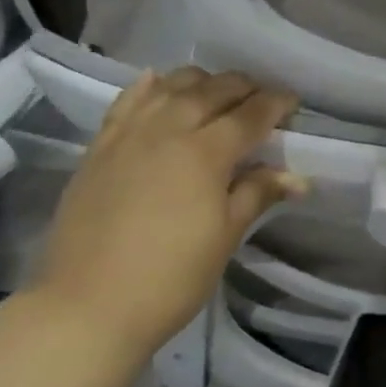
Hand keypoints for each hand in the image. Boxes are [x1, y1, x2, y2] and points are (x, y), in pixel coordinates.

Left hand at [28, 67, 303, 352]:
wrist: (88, 305)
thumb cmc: (171, 278)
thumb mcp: (225, 237)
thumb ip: (257, 194)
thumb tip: (297, 177)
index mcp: (205, 152)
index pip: (250, 114)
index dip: (276, 103)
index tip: (292, 101)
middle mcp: (168, 129)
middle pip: (212, 90)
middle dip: (243, 87)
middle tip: (260, 97)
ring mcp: (129, 134)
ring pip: (169, 86)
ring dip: (200, 81)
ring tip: (215, 91)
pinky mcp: (99, 147)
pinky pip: (127, 101)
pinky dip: (148, 86)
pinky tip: (157, 82)